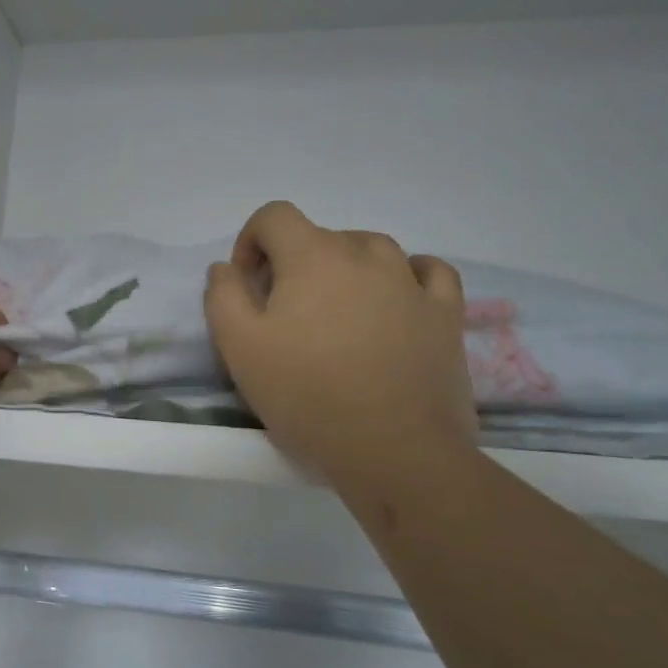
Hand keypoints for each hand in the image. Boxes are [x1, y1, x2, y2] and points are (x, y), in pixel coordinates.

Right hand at [204, 201, 476, 490]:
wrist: (395, 451)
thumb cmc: (308, 396)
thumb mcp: (239, 348)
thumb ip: (222, 296)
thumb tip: (225, 268)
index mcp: (313, 256)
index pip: (274, 216)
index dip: (251, 240)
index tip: (247, 283)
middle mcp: (365, 254)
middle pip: (320, 235)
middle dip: (293, 263)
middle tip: (284, 313)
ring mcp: (412, 282)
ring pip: (371, 250)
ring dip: (345, 268)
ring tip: (336, 312)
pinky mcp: (445, 313)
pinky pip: (428, 272)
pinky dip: (406, 274)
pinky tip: (396, 296)